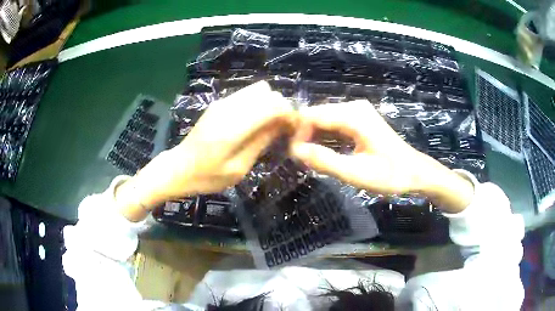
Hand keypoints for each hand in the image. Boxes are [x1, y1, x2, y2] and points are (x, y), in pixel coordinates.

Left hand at [116, 81, 296, 220]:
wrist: (178, 168)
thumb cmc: (207, 177)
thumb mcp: (238, 169)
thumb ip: (261, 142)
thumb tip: (283, 123)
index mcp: (232, 128)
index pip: (271, 105)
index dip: (288, 113)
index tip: (294, 129)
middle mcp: (228, 108)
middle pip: (267, 93)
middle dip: (281, 108)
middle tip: (283, 129)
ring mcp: (222, 102)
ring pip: (258, 90)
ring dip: (270, 104)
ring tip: (271, 126)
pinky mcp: (219, 103)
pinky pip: (247, 94)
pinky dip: (258, 104)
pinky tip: (256, 122)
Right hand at [289, 100, 473, 212]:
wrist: (415, 172)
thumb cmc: (390, 175)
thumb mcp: (356, 173)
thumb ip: (325, 161)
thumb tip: (295, 151)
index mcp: (354, 116)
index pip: (312, 115)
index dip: (298, 133)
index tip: (294, 156)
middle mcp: (354, 107)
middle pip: (317, 114)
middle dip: (305, 135)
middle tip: (302, 160)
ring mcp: (358, 111)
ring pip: (324, 119)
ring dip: (314, 137)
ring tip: (310, 158)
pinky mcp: (360, 119)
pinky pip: (334, 123)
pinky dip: (325, 136)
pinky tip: (323, 152)